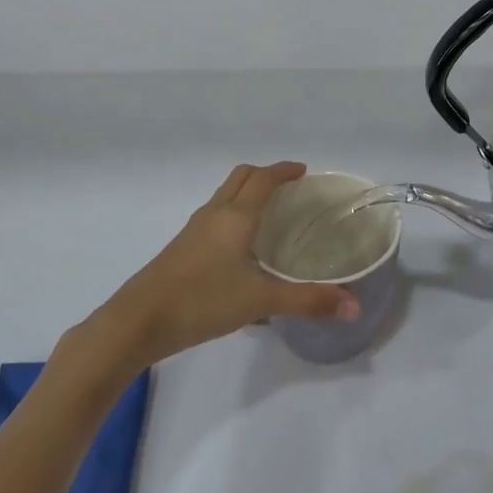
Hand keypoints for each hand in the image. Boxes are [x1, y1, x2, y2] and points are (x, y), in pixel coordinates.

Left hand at [100, 162, 357, 367]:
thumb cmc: (202, 301)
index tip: (304, 172)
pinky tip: (241, 248)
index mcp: (236, 216)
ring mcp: (194, 230)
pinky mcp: (181, 248)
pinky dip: (232, 214)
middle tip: (289, 189)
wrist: (137, 322)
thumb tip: (355, 307)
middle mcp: (214, 214)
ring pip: (224, 196)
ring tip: (269, 215)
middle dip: (265, 175)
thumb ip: (308, 301)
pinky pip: (214, 216)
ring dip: (247, 193)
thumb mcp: (260, 301)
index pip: (264, 179)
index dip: (285, 170)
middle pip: (241, 177)